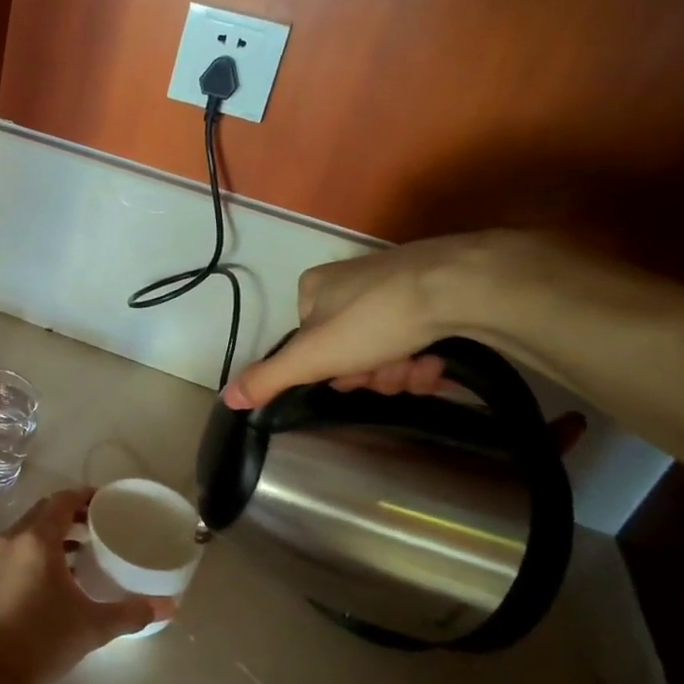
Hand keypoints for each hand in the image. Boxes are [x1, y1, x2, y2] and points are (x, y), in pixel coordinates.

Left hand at [0, 489, 163, 683]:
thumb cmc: (41, 639)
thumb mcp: (92, 626)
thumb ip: (130, 613)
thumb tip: (168, 607)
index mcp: (37, 538)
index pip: (62, 500)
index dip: (85, 496)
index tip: (106, 503)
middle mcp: (11, 539)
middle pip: (43, 511)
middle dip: (70, 514)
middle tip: (97, 525)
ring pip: (26, 532)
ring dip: (51, 534)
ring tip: (80, 552)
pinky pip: (13, 551)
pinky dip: (34, 552)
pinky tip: (52, 579)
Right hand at [223, 231, 520, 409]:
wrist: (457, 287)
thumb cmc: (373, 319)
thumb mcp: (312, 356)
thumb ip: (269, 378)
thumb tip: (225, 399)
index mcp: (314, 290)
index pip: (309, 346)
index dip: (331, 371)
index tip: (350, 377)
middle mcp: (349, 284)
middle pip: (350, 352)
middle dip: (372, 374)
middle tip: (389, 372)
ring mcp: (393, 288)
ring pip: (385, 352)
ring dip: (401, 372)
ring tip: (420, 366)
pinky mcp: (433, 296)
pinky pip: (417, 341)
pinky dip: (424, 359)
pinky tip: (437, 361)